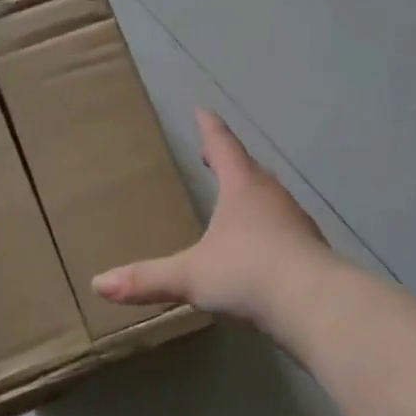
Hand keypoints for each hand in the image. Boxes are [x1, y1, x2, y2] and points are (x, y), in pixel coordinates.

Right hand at [92, 109, 332, 338]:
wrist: (316, 306)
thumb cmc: (247, 273)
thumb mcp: (191, 276)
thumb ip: (147, 279)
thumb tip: (99, 283)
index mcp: (242, 187)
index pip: (223, 146)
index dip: (209, 128)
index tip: (202, 109)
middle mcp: (271, 196)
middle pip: (248, 169)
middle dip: (229, 160)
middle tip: (213, 155)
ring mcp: (296, 222)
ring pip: (269, 197)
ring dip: (251, 192)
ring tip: (236, 198)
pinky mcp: (311, 250)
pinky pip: (283, 226)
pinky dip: (268, 225)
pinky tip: (261, 245)